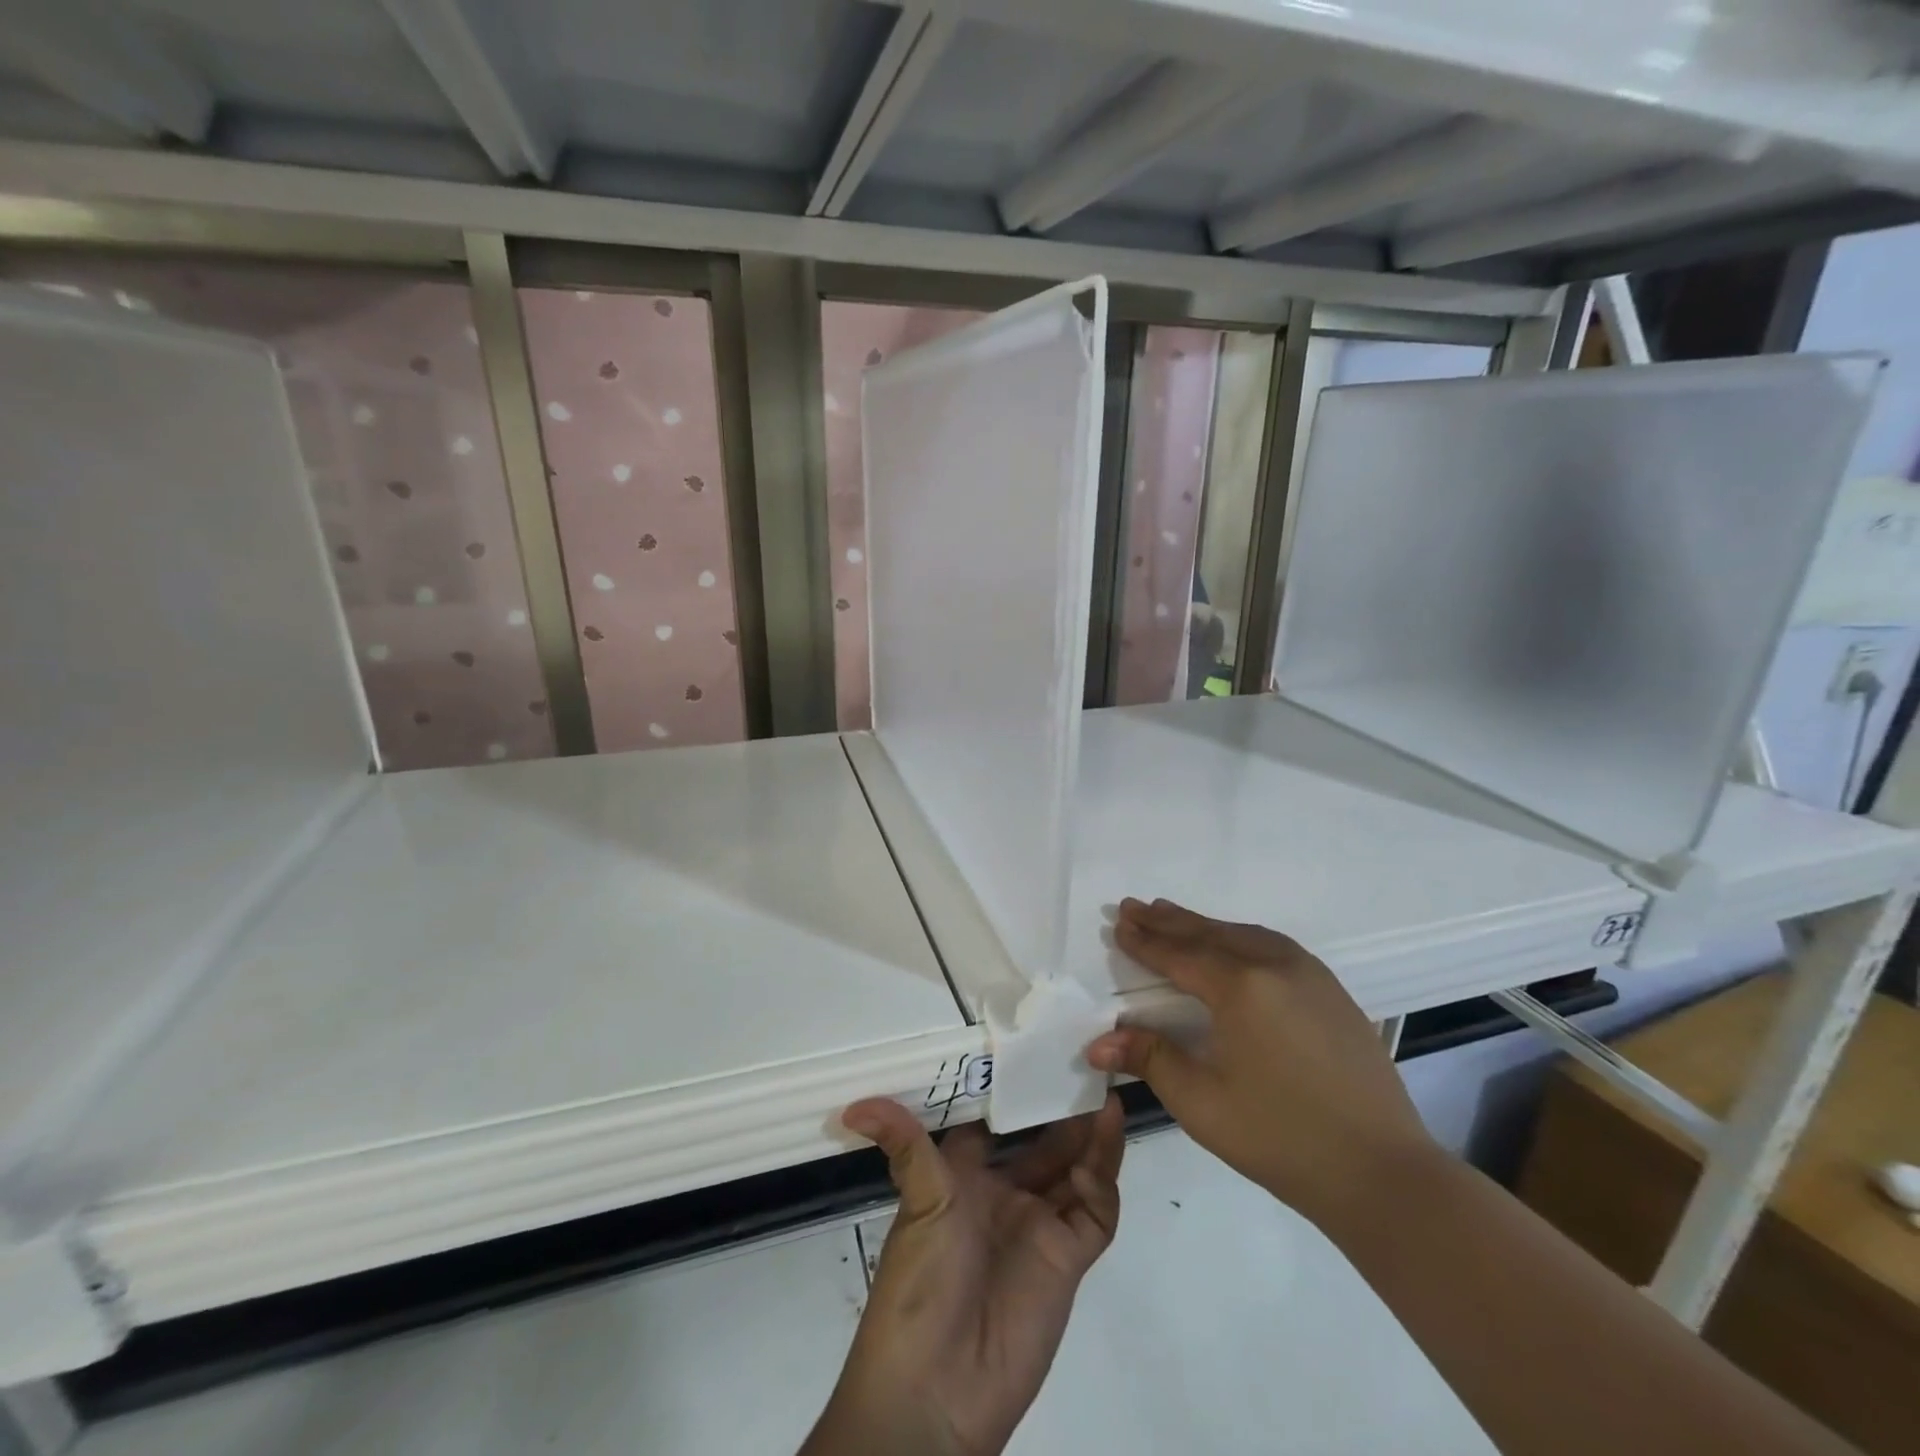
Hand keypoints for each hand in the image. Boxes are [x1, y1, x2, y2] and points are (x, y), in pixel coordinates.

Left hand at [803, 1096, 1125, 1455]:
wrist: (937, 1392)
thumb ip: (904, 1145)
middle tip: (1087, 1065)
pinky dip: (1101, 1183)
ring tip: (1106, 1097)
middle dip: (1063, 1109)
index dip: (1015, 1090)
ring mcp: (1038, 1225)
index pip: (996, 1122)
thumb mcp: (918, 1203)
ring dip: (1091, 1138)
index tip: (1036, 1049)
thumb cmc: (920, 1283)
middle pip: (1043, 1142)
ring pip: (1075, 1170)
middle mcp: (1004, 1194)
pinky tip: (1096, 1156)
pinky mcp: (1067, 1259)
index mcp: (966, 1177)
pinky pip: (1094, 1213)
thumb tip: (854, 1108)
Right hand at [1086, 897, 1432, 1227]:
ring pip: (1243, 934)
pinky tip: (1231, 943)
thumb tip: (1097, 1042)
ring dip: (1203, 925)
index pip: (1180, 955)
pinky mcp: (1331, 991)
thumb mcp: (1202, 1102)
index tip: (1118, 923)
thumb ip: (1149, 1059)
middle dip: (1168, 921)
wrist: (1383, 1172)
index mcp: (1241, 987)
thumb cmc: (1281, 1138)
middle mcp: (1275, 965)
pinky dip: (1238, 936)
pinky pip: (1272, 946)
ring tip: (1171, 915)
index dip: (1145, 941)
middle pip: (1210, 934)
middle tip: (1134, 906)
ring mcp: (1309, 974)